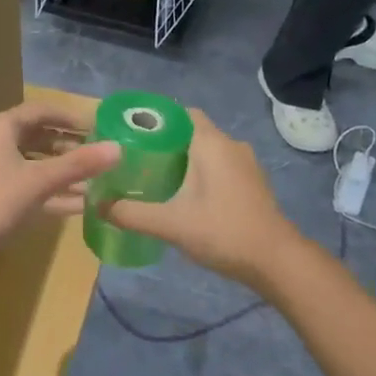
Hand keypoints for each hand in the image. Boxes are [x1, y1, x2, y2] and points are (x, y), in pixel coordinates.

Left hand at [0, 101, 119, 282]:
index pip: (41, 111)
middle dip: (70, 146)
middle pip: (37, 137)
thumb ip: (78, 165)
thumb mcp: (38, 181)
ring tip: (97, 181)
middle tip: (101, 154)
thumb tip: (118, 148)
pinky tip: (80, 205)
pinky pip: (27, 187)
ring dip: (63, 172)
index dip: (71, 117)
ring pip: (33, 165)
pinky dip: (51, 192)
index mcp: (0, 128)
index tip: (99, 127)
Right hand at [104, 111, 302, 294]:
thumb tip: (98, 205)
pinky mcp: (253, 184)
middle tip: (135, 159)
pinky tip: (185, 195)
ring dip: (185, 159)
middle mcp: (231, 145)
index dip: (156, 119)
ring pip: (208, 151)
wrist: (277, 261)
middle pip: (192, 131)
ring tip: (155, 177)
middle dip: (165, 142)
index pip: (181, 113)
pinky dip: (202, 173)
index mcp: (211, 143)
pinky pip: (221, 166)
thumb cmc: (222, 231)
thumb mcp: (170, 224)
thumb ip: (131, 213)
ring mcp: (246, 164)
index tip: (131, 133)